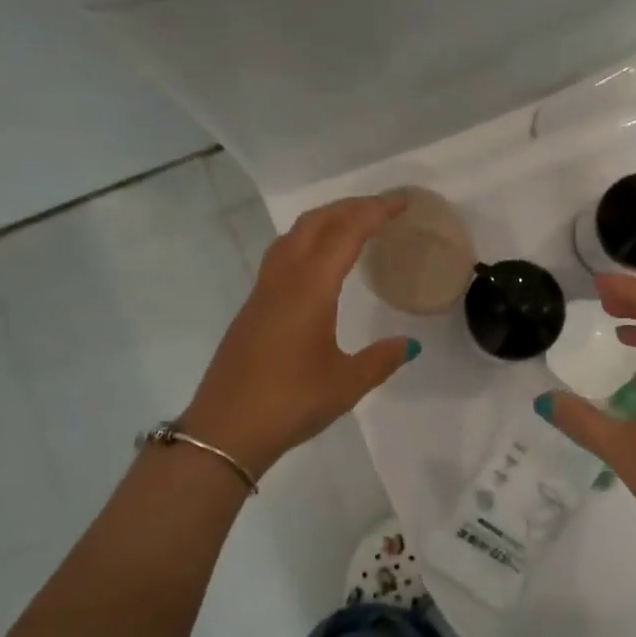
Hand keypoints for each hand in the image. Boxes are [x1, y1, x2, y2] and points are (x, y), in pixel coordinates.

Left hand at [179, 195, 418, 478]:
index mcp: (310, 290)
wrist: (225, 431)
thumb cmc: (290, 403)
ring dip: (324, 220)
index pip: (346, 234)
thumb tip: (410, 345)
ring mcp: (262, 293)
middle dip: (349, 207)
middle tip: (382, 208)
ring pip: (293, 236)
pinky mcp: (252, 309)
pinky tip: (319, 264)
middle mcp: (284, 281)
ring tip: (352, 225)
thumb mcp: (346, 384)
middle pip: (315, 223)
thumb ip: (380, 359)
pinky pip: (282, 256)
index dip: (375, 213)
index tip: (402, 204)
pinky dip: (307, 241)